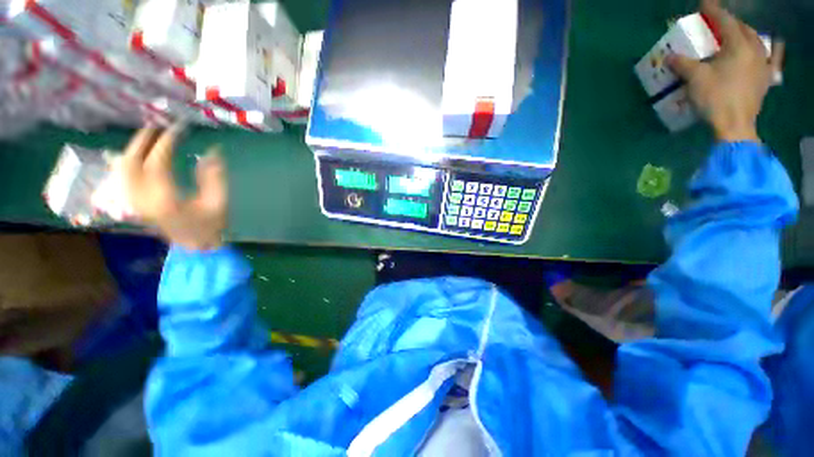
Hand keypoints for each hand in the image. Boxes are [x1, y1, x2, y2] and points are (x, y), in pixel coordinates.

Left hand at [122, 126, 226, 250]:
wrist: (196, 246)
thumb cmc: (210, 225)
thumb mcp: (219, 202)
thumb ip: (215, 177)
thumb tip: (213, 152)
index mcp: (166, 199)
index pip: (158, 163)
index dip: (166, 142)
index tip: (178, 129)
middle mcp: (144, 199)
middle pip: (131, 163)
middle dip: (142, 141)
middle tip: (156, 126)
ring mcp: (136, 202)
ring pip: (122, 169)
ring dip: (132, 150)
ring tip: (147, 137)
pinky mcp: (135, 203)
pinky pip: (122, 178)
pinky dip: (126, 162)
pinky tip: (135, 155)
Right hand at [666, 0, 784, 141]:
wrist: (735, 125)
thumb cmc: (716, 99)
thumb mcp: (695, 79)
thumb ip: (683, 64)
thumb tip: (669, 57)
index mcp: (738, 46)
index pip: (725, 21)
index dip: (714, 10)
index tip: (704, 3)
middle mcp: (754, 50)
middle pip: (743, 29)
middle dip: (730, 22)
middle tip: (717, 21)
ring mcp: (763, 64)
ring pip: (757, 40)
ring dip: (746, 33)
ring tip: (738, 33)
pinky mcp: (765, 78)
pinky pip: (773, 58)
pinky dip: (772, 50)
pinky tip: (774, 45)